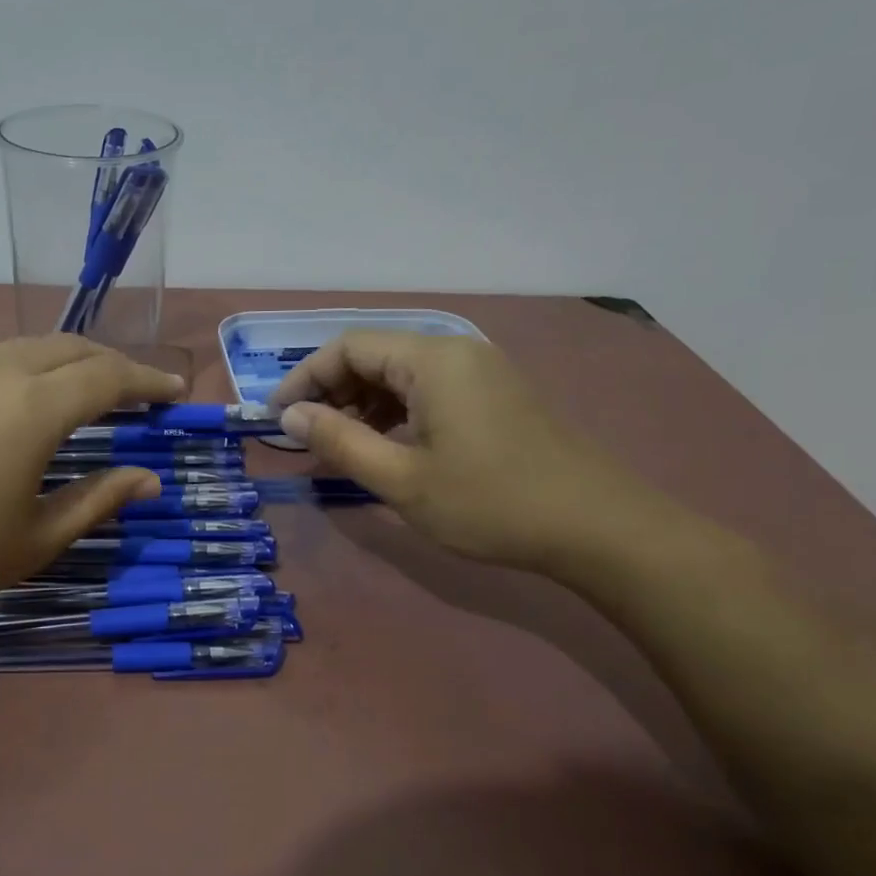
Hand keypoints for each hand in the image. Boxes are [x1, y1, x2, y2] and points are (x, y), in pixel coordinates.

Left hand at [0, 335, 184, 636]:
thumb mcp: (36, 539)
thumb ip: (99, 499)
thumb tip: (149, 478)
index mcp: (31, 409)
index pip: (108, 376)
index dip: (148, 381)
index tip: (174, 391)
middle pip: (68, 346)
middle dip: (110, 363)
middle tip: (132, 392)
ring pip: (21, 346)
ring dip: (62, 361)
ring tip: (77, 392)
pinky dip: (15, 369)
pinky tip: (9, 402)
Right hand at [271, 331, 670, 573]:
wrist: (597, 528)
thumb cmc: (490, 502)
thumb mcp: (401, 479)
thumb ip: (339, 442)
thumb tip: (290, 416)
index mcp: (431, 360)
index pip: (347, 347)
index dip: (304, 378)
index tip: (277, 418)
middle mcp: (455, 351)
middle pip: (374, 354)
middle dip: (332, 391)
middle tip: (307, 437)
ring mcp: (480, 371)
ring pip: (400, 373)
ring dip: (362, 404)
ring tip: (340, 446)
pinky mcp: (495, 394)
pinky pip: (428, 389)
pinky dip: (395, 411)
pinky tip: (385, 446)